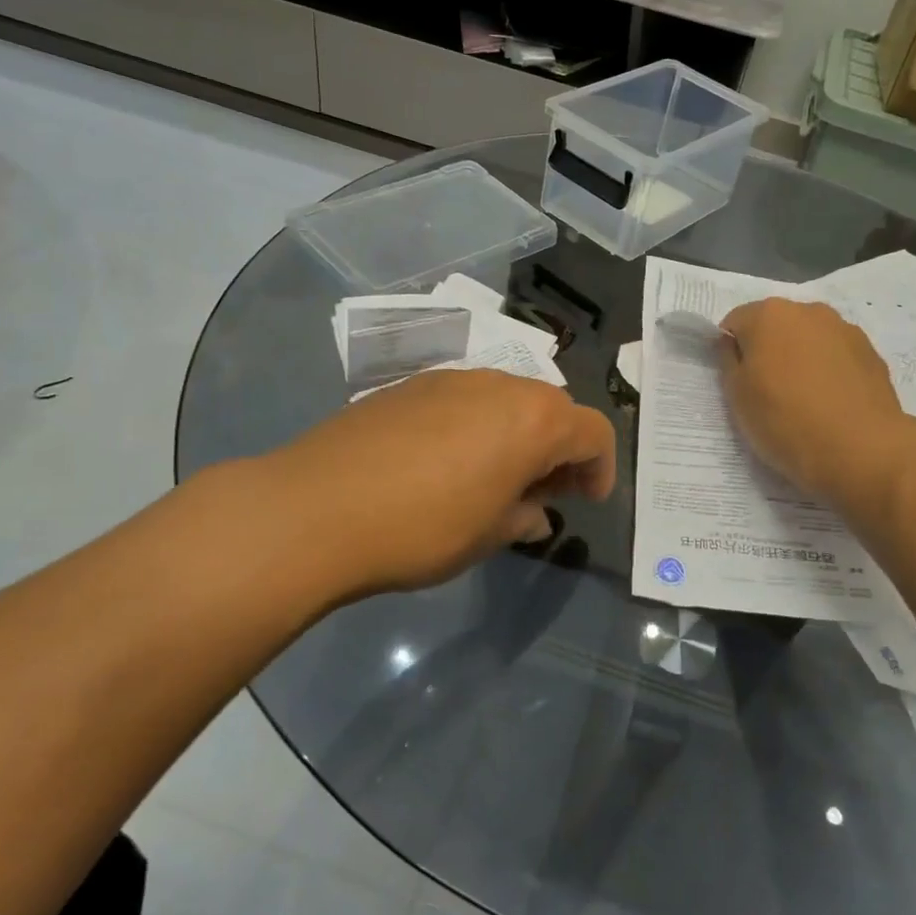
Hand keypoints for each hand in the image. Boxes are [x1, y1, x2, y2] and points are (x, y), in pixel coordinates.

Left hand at [231, 369, 616, 606]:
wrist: (315, 508)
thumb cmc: (422, 528)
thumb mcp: (487, 535)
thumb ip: (523, 517)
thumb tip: (534, 513)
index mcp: (534, 420)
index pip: (593, 432)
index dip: (600, 468)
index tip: (587, 500)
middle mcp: (500, 385)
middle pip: (552, 408)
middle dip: (560, 449)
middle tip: (545, 492)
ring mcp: (452, 379)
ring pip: (507, 399)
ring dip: (518, 434)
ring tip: (495, 478)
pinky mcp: (410, 385)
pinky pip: (464, 400)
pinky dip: (476, 426)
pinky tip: (446, 464)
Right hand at [718, 297, 915, 505]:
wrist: (861, 450)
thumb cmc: (786, 421)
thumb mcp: (737, 396)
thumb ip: (729, 361)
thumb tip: (732, 343)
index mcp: (769, 315)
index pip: (736, 323)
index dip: (732, 352)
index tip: (738, 383)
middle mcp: (808, 311)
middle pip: (775, 326)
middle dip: (768, 350)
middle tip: (768, 393)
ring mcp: (845, 329)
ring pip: (809, 339)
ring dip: (800, 358)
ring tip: (804, 400)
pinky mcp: (871, 353)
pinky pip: (836, 356)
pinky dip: (829, 371)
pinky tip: (831, 404)